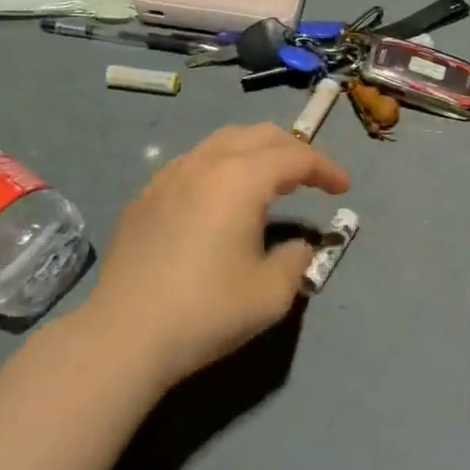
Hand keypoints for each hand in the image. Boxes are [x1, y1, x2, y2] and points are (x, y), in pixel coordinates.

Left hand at [86, 123, 351, 383]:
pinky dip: (221, 166)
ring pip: (222, 142)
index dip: (325, 168)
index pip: (294, 157)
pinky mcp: (146, 195)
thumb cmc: (206, 311)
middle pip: (259, 135)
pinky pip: (193, 162)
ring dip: (254, 152)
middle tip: (312, 176)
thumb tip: (299, 245)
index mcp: (241, 178)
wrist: (124, 334)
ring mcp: (170, 175)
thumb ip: (296, 260)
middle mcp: (206, 163)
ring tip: (269, 179)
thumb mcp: (270, 294)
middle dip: (292, 149)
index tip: (344, 187)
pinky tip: (219, 197)